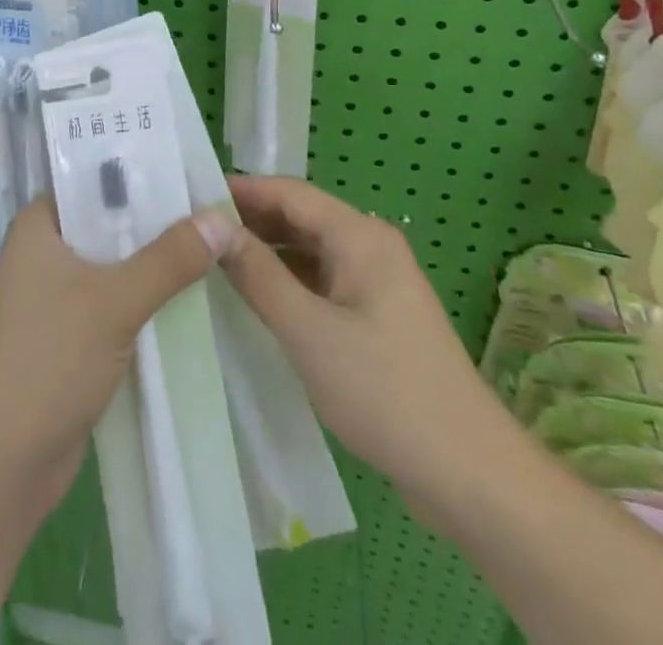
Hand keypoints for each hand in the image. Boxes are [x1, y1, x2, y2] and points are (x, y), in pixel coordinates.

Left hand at [0, 198, 236, 509]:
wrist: (5, 461)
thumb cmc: (50, 358)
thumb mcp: (115, 300)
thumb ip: (169, 259)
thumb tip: (222, 219)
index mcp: (38, 226)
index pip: (91, 180)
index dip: (138, 174)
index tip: (188, 169)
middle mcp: (43, 253)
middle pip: (108, 223)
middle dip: (156, 221)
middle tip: (213, 208)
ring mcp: (55, 298)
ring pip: (114, 266)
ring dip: (154, 264)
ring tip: (213, 246)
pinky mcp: (70, 338)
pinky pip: (114, 303)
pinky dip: (145, 301)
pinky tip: (189, 296)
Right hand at [219, 175, 515, 525]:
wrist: (470, 474)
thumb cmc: (385, 392)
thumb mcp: (309, 332)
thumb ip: (258, 275)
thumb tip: (214, 227)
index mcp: (360, 236)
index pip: (290, 192)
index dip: (241, 190)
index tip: (192, 195)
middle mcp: (370, 246)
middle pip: (300, 216)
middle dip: (250, 219)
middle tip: (194, 230)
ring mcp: (376, 282)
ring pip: (309, 250)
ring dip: (266, 251)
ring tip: (213, 259)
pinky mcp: (376, 315)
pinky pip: (321, 280)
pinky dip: (288, 280)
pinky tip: (255, 296)